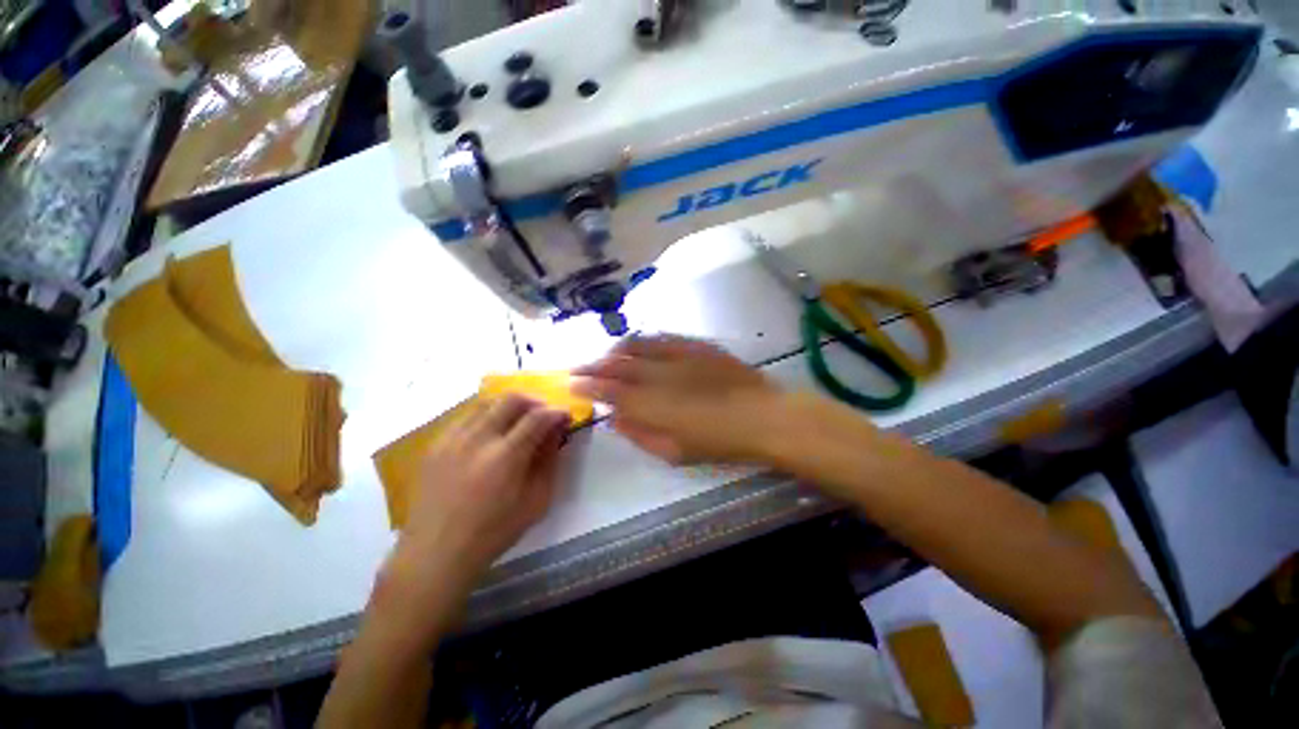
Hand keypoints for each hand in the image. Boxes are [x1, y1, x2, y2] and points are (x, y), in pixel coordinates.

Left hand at [402, 394, 570, 573]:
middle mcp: (477, 439)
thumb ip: (549, 461)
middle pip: (511, 399)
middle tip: (543, 415)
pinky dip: (487, 417)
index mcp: (505, 457)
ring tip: (518, 422)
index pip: (538, 416)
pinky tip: (490, 435)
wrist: (436, 552)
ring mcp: (452, 438)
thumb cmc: (493, 531)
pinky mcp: (436, 444)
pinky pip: (467, 416)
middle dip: (535, 401)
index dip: (556, 411)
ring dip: (509, 407)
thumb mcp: (536, 501)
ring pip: (487, 402)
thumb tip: (557, 432)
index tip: (565, 416)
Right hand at [572, 335, 785, 464]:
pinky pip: (662, 338)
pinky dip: (644, 341)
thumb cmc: (719, 442)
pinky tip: (639, 344)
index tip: (572, 383)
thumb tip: (615, 420)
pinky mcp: (696, 345)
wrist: (762, 416)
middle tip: (579, 367)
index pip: (608, 390)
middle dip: (593, 365)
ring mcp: (678, 354)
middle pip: (617, 364)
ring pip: (637, 345)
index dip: (587, 384)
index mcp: (651, 404)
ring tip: (606, 355)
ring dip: (615, 350)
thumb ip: (640, 435)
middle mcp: (658, 373)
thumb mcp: (674, 452)